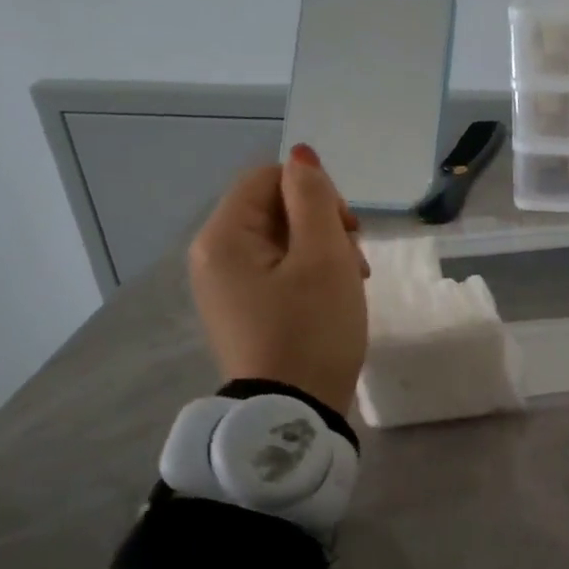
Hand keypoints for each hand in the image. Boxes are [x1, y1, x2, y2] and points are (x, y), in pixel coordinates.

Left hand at [187, 145, 368, 411]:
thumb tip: (300, 155)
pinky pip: (277, 273)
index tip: (348, 229)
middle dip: (322, 225)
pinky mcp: (243, 312)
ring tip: (352, 284)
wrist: (293, 413)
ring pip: (281, 242)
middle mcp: (213, 257)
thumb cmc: (312, 330)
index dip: (315, 191)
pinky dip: (309, 276)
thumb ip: (313, 199)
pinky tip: (333, 300)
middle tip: (355, 262)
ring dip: (322, 251)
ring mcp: (226, 288)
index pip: (268, 178)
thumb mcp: (323, 258)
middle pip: (273, 209)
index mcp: (224, 237)